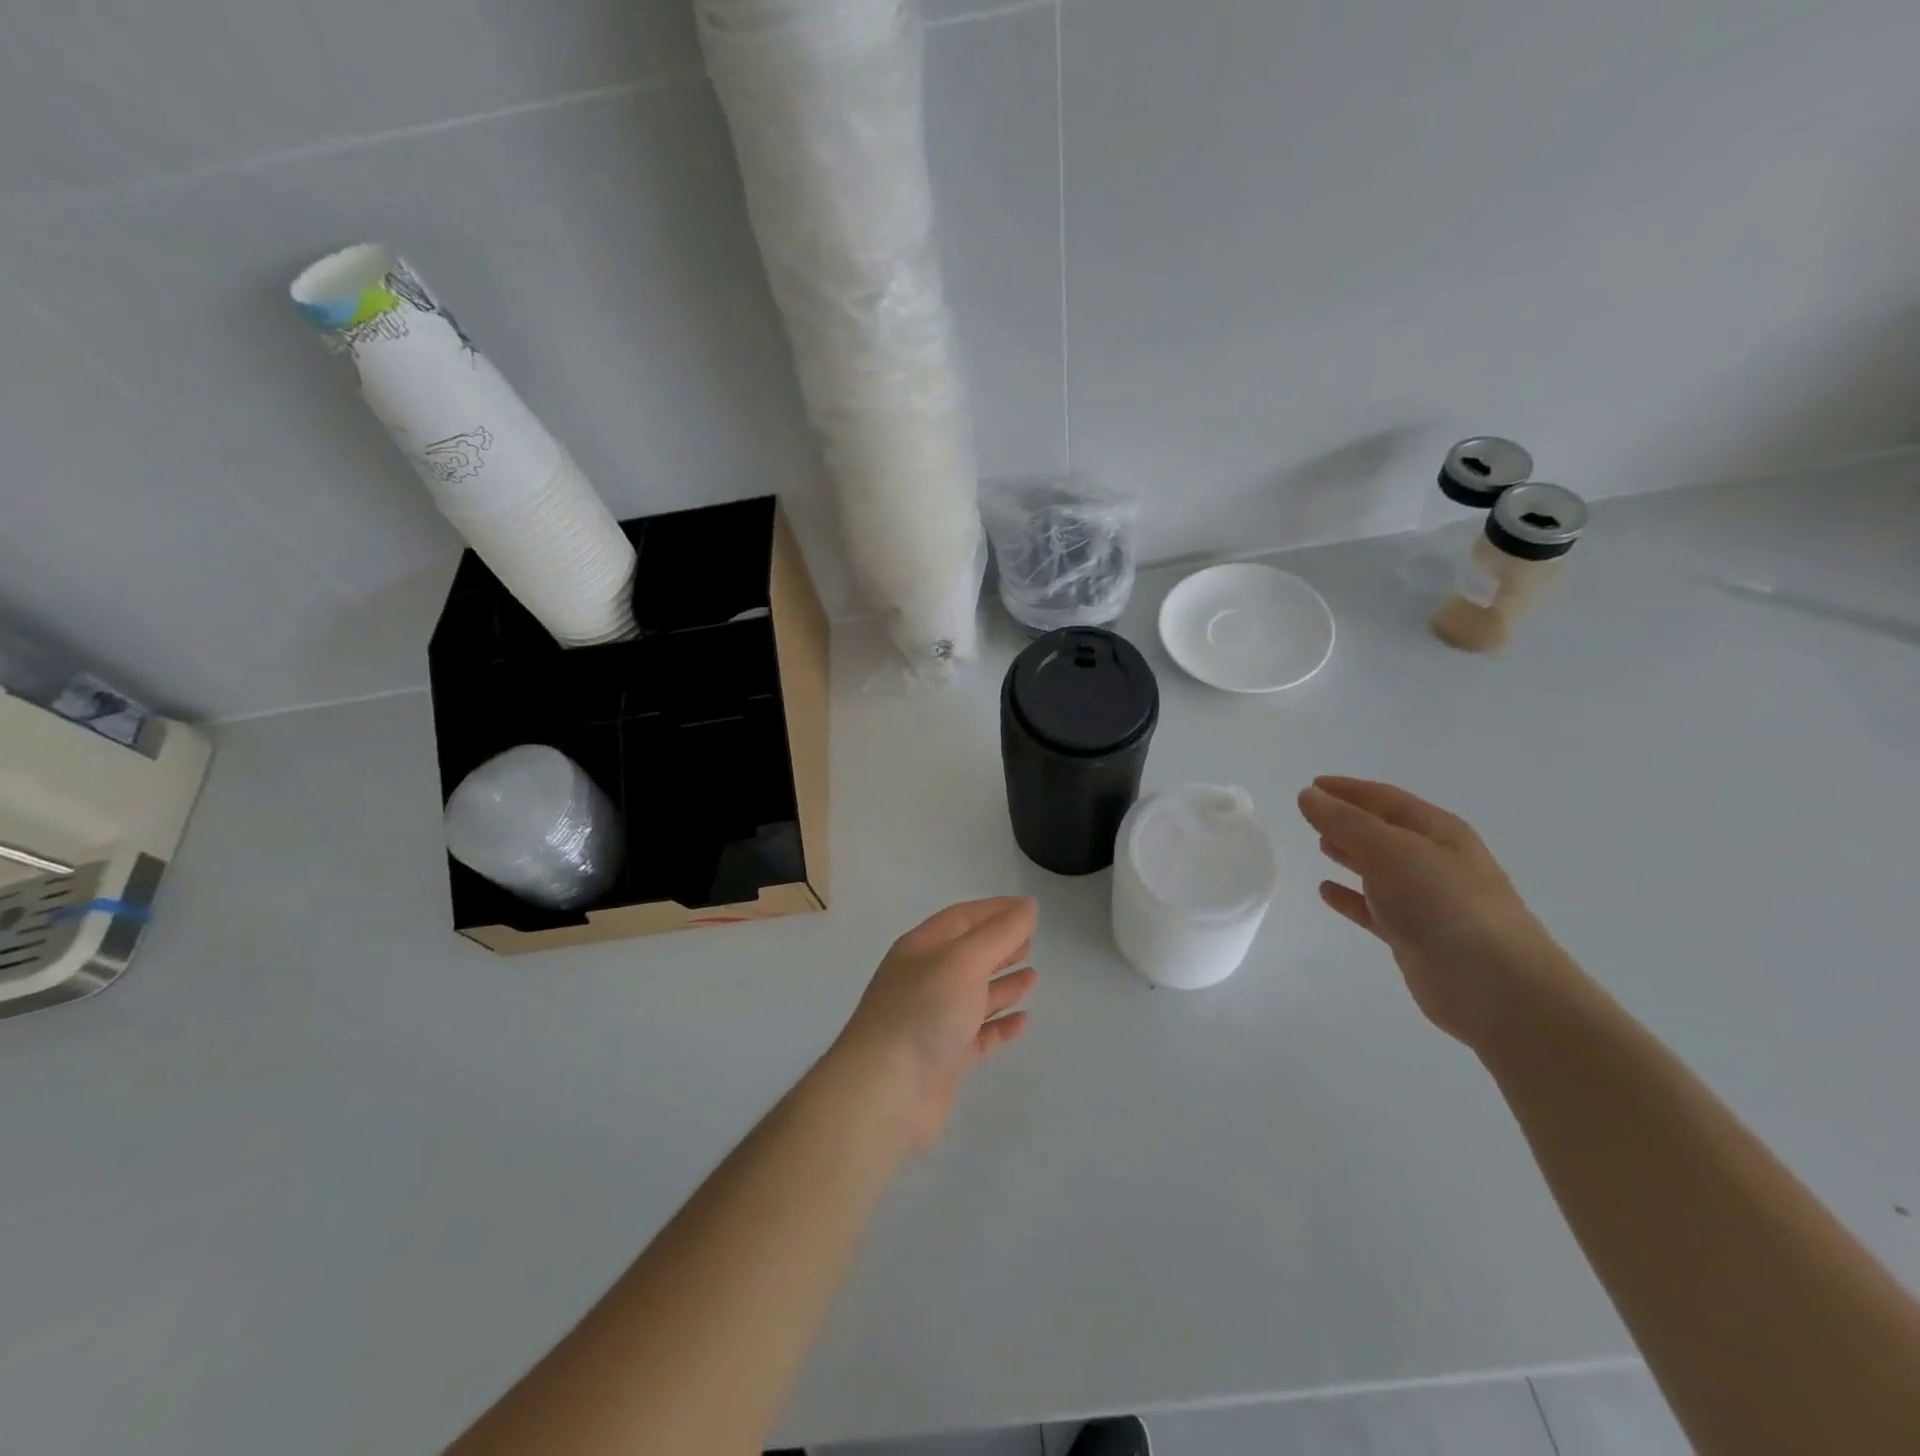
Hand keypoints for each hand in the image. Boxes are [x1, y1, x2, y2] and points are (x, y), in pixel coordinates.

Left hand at [829, 897, 1039, 1152]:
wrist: (885, 1092)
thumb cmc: (924, 1011)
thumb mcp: (964, 961)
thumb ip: (1000, 933)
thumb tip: (1028, 906)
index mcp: (922, 948)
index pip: (963, 918)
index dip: (996, 911)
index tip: (1030, 909)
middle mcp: (925, 979)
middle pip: (968, 954)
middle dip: (1000, 945)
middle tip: (1032, 942)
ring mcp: (934, 1019)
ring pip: (974, 994)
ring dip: (1003, 983)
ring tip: (1034, 976)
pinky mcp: (944, 1057)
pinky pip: (978, 1034)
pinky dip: (1000, 1024)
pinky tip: (1023, 1021)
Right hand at [1298, 777, 1577, 1047]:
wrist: (1496, 987)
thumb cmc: (1444, 904)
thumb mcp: (1390, 851)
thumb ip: (1345, 822)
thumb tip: (1307, 795)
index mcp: (1438, 832)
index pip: (1386, 799)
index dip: (1348, 790)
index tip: (1311, 785)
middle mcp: (1434, 861)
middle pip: (1384, 831)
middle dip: (1349, 820)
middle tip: (1311, 815)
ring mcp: (1427, 900)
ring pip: (1379, 869)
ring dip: (1351, 855)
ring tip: (1319, 846)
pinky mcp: (1415, 936)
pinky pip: (1374, 908)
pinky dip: (1351, 897)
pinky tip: (1327, 892)